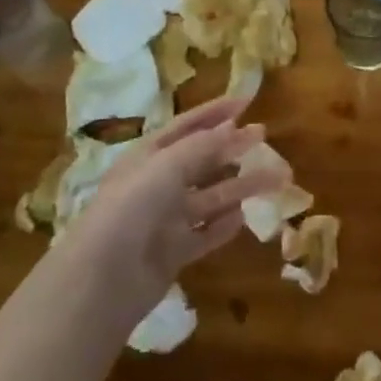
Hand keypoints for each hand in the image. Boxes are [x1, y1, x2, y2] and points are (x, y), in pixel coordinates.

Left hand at [48, 94, 275, 328]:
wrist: (102, 279)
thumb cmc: (131, 208)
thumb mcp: (166, 167)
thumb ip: (202, 147)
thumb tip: (234, 128)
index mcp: (148, 156)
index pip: (186, 127)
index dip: (215, 112)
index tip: (247, 101)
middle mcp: (157, 184)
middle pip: (202, 161)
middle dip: (234, 148)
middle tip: (265, 137)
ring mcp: (165, 220)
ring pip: (211, 197)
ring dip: (242, 186)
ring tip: (277, 179)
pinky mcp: (174, 252)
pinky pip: (205, 234)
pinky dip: (224, 225)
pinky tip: (244, 218)